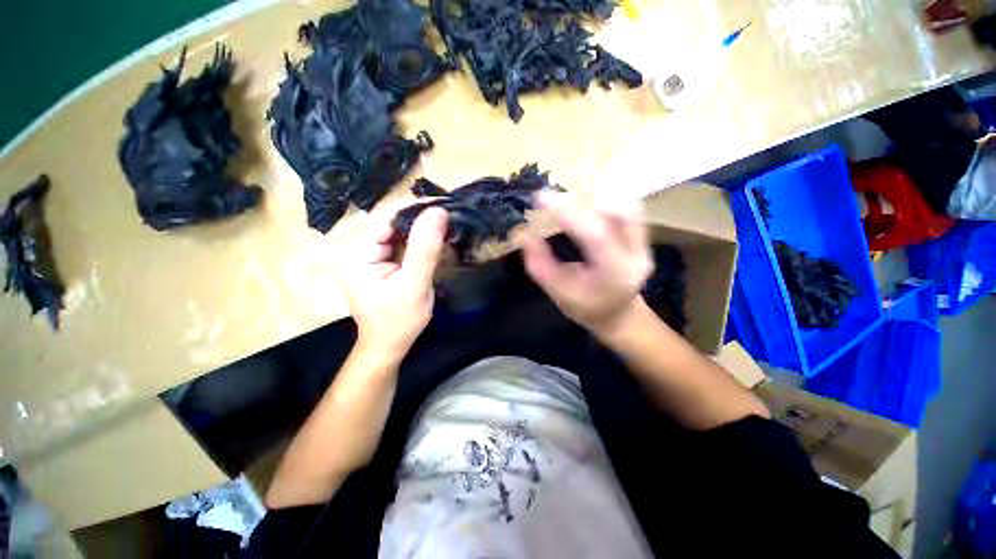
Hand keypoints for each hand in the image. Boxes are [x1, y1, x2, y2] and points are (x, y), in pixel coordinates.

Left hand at [339, 204, 447, 360]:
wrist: (388, 345)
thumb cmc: (399, 320)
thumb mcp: (414, 284)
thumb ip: (425, 248)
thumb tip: (438, 211)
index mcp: (357, 252)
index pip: (386, 217)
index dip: (415, 209)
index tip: (445, 207)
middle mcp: (357, 248)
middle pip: (391, 222)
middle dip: (420, 218)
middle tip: (449, 217)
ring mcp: (368, 254)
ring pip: (397, 231)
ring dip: (421, 228)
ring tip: (445, 225)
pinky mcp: (379, 261)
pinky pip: (400, 243)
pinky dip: (418, 240)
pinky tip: (434, 240)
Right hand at [518, 191, 652, 337]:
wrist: (618, 314)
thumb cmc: (585, 307)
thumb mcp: (558, 292)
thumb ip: (540, 265)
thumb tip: (523, 234)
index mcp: (615, 274)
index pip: (595, 235)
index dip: (568, 212)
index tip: (541, 197)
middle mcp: (636, 255)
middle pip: (618, 211)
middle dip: (583, 198)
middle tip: (553, 197)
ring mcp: (644, 244)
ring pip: (626, 205)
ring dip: (596, 196)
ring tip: (569, 197)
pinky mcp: (643, 237)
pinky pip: (628, 207)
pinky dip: (605, 198)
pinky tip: (587, 201)